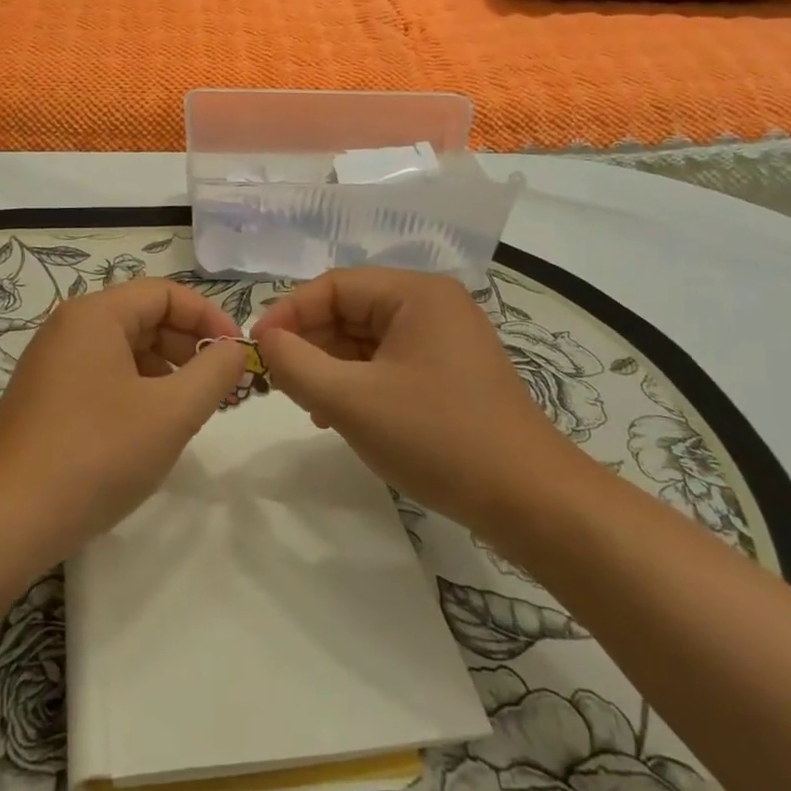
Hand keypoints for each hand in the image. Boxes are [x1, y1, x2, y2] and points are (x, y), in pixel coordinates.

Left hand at [0, 278, 248, 565]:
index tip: (237, 354)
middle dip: (189, 346)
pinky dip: (136, 391)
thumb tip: (234, 349)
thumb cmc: (95, 454)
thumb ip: (213, 372)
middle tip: (222, 387)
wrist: (3, 522)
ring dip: (165, 371)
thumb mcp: (171, 412)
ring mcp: (51, 364)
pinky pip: (102, 377)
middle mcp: (69, 328)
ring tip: (192, 411)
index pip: (165, 293)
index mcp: (95, 315)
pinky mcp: (44, 399)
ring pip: (124, 350)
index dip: (208, 317)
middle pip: (143, 317)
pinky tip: (150, 430)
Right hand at [252, 268, 574, 525]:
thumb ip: (296, 364)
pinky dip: (358, 382)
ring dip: (331, 367)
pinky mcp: (450, 372)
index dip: (288, 313)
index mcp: (416, 293)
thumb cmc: (438, 439)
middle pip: (350, 310)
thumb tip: (265, 341)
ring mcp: (445, 339)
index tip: (256, 349)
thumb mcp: (352, 401)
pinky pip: (388, 362)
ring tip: (308, 404)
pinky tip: (341, 416)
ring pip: (366, 339)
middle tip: (279, 381)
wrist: (533, 503)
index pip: (333, 286)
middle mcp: (432, 304)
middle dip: (310, 343)